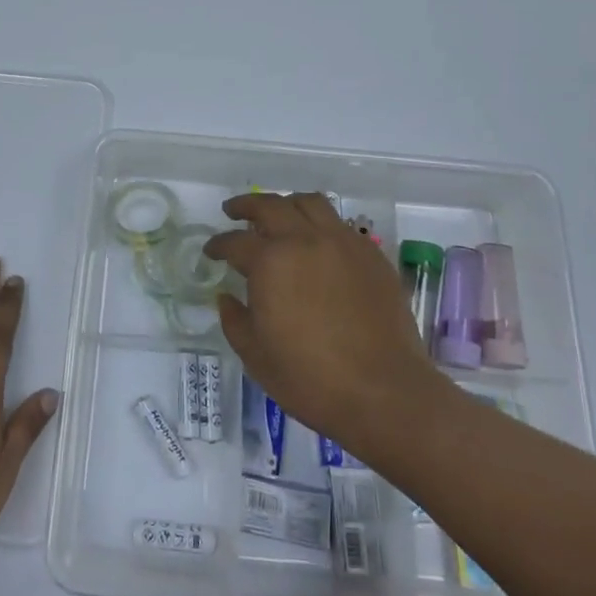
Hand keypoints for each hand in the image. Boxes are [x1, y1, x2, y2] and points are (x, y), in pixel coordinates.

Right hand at [205, 193, 452, 460]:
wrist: (384, 392)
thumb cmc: (310, 379)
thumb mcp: (256, 356)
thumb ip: (234, 320)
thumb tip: (227, 296)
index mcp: (270, 261)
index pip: (235, 241)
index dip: (218, 245)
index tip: (211, 251)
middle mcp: (305, 240)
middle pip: (270, 206)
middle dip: (246, 206)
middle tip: (234, 211)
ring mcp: (342, 243)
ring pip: (310, 203)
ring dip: (287, 204)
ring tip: (279, 215)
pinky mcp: (371, 255)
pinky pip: (341, 225)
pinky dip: (321, 224)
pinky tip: (318, 243)